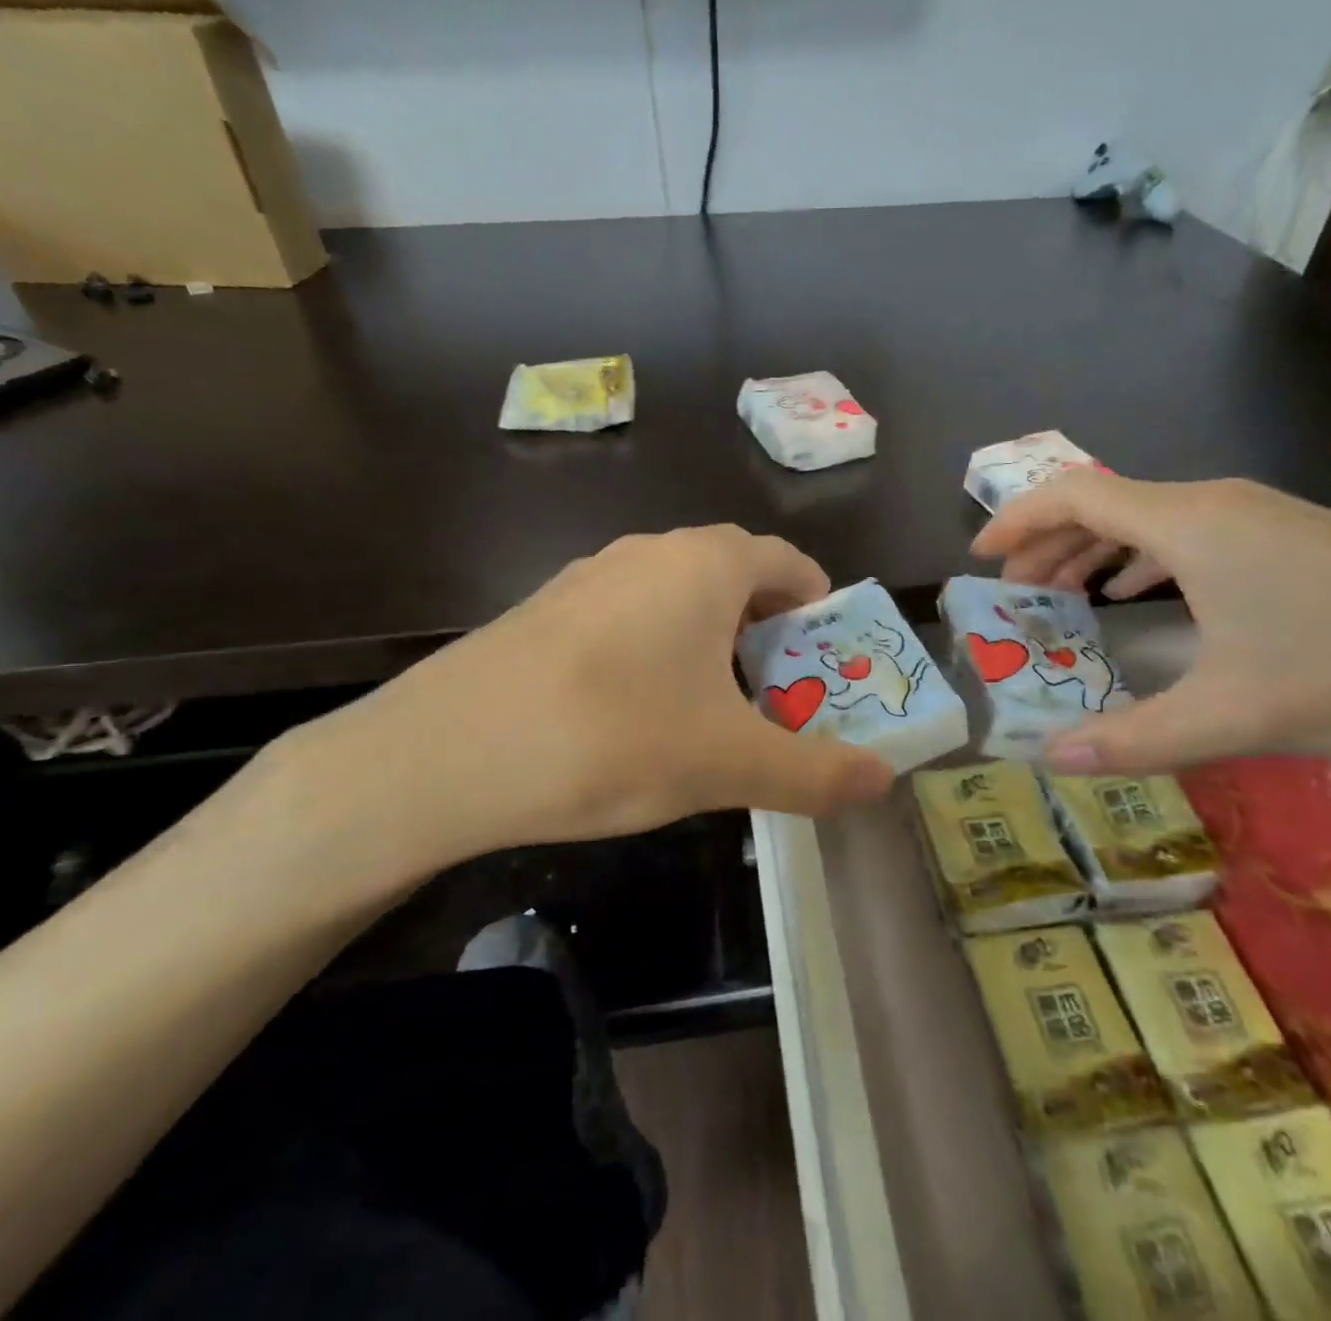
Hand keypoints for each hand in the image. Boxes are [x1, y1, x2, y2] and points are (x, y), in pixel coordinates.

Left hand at [266, 526, 894, 892]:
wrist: (445, 754)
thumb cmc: (614, 737)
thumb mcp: (729, 764)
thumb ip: (816, 772)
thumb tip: (885, 780)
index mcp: (707, 563)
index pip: (789, 563)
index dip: (819, 610)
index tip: (828, 665)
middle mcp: (651, 551)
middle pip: (736, 580)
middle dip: (770, 637)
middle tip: (780, 701)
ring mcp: (592, 576)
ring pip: (679, 601)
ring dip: (713, 648)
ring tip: (714, 717)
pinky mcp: (549, 611)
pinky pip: (629, 620)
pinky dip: (658, 655)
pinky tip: (638, 719)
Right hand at [971, 471, 1330, 773]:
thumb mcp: (1235, 715)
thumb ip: (1133, 738)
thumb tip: (1052, 758)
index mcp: (1188, 525)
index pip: (1074, 497)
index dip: (1017, 520)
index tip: (980, 556)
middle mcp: (1213, 504)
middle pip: (1103, 505)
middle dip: (1047, 543)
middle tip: (1012, 592)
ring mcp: (1254, 515)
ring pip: (1145, 518)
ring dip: (1093, 551)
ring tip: (1060, 595)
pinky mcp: (1285, 535)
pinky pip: (1185, 533)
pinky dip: (1140, 558)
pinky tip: (1137, 593)